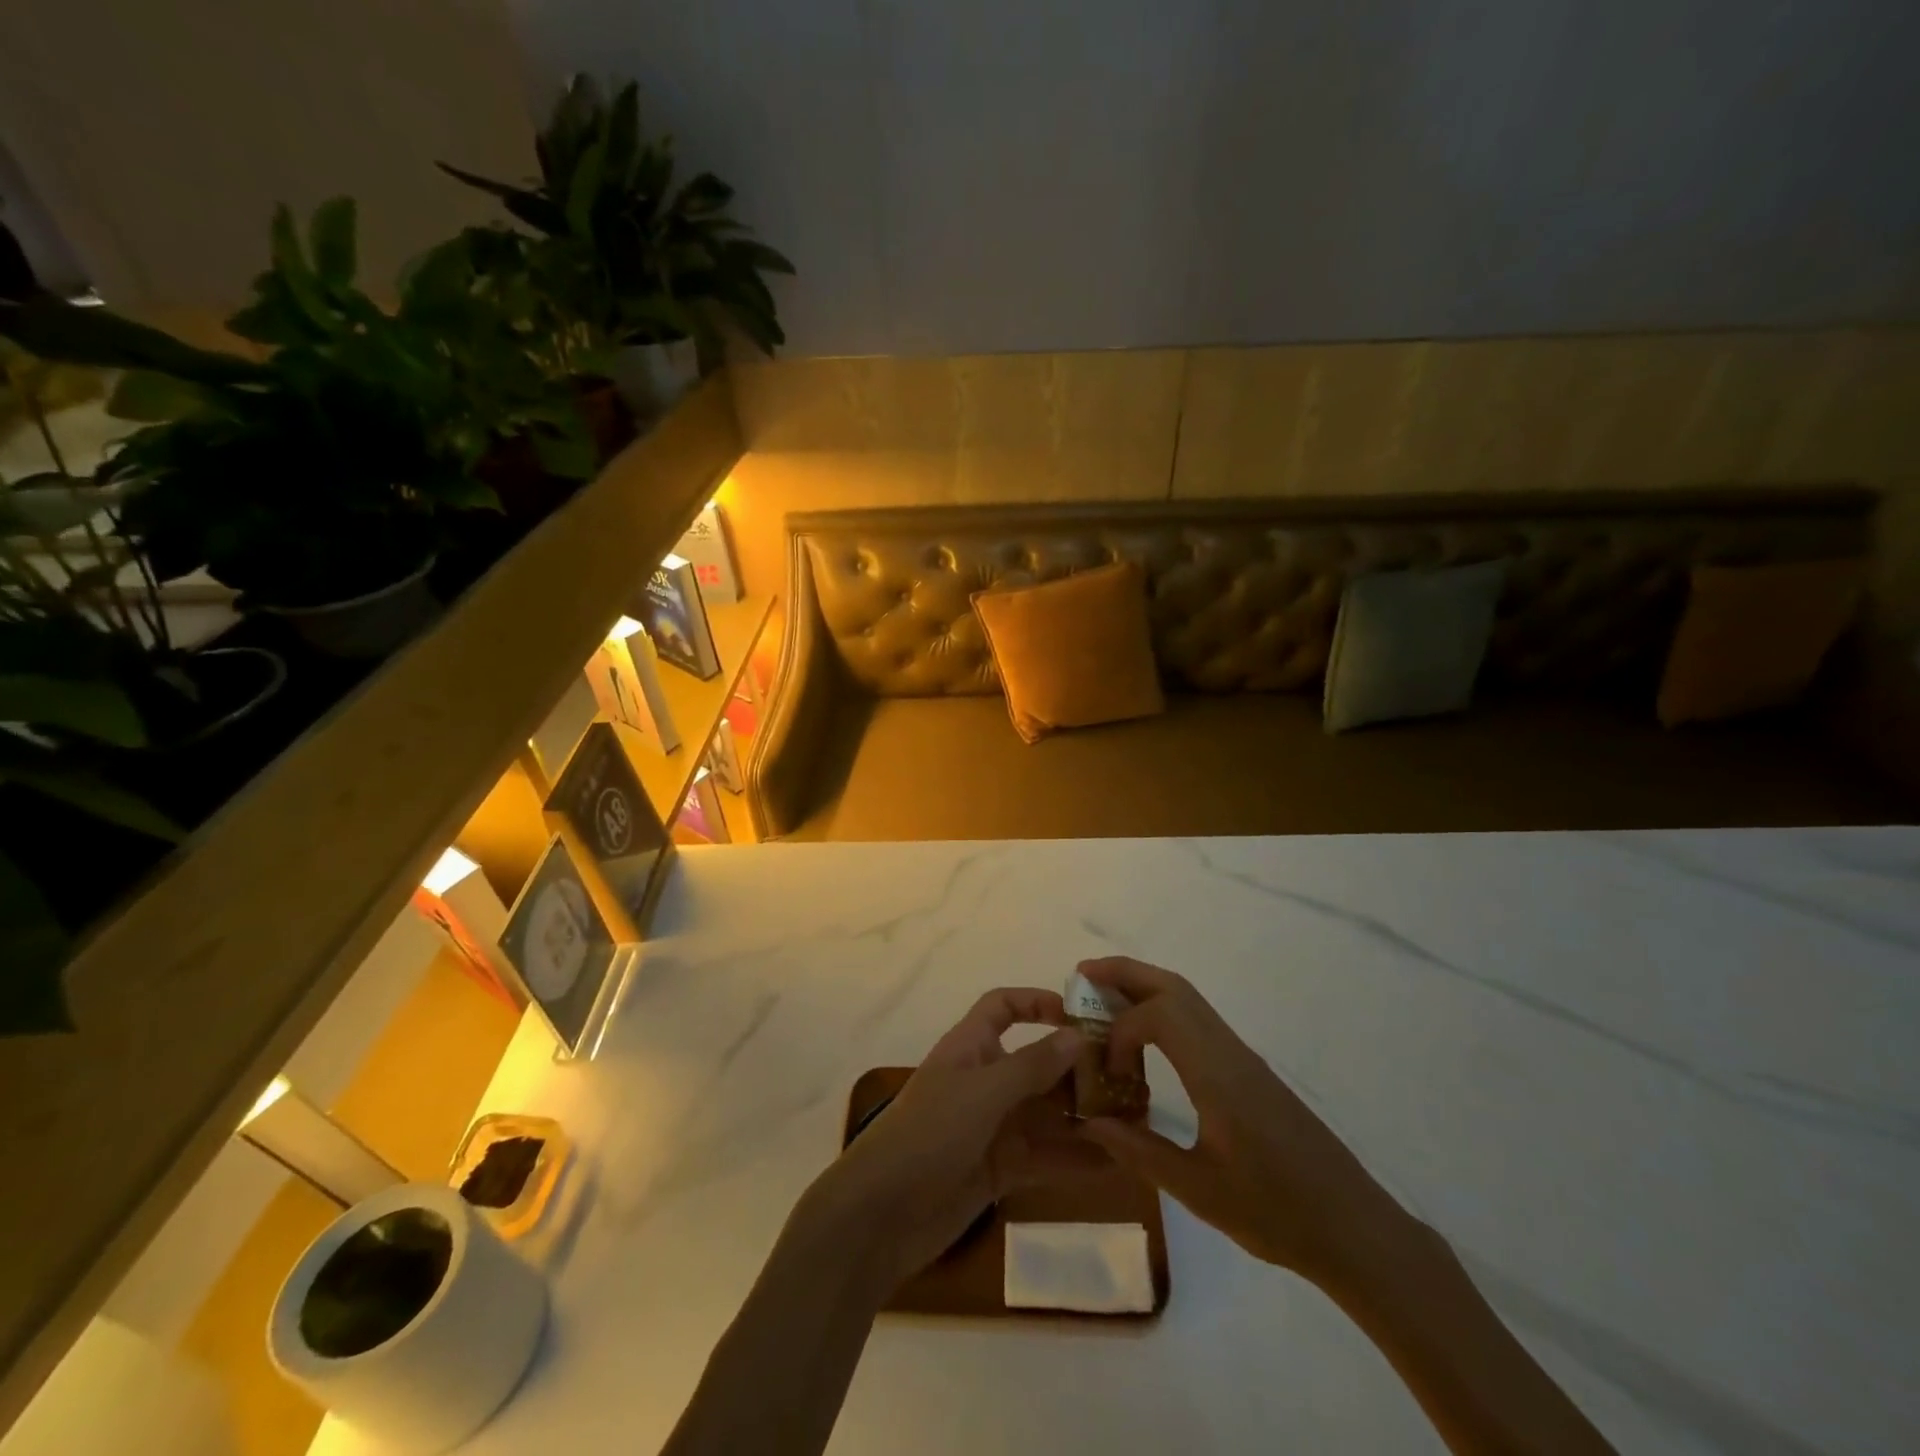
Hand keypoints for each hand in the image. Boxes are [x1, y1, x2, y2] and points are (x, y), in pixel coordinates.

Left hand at [799, 988, 1105, 1292]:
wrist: (880, 1216)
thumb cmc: (928, 1134)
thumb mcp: (982, 1092)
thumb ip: (1031, 1066)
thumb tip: (1076, 1034)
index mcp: (970, 1047)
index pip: (1002, 1007)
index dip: (1036, 1002)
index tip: (1080, 1014)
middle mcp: (983, 1080)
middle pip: (1036, 1064)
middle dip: (1076, 1070)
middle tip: (1128, 1080)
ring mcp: (991, 1126)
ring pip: (1045, 1112)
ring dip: (1082, 1116)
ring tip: (1132, 1123)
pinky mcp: (998, 1168)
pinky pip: (1043, 1155)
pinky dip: (1073, 1158)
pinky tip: (1112, 1164)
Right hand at [1075, 957, 1412, 1285]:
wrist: (1354, 1229)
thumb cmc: (1277, 1213)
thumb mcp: (1199, 1191)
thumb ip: (1140, 1151)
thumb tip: (1091, 1121)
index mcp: (1218, 1074)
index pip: (1159, 1014)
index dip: (1121, 1031)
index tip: (1108, 1072)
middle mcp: (1229, 1050)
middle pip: (1174, 986)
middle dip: (1125, 973)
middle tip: (1083, 977)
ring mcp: (1242, 1056)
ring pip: (1188, 998)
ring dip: (1144, 988)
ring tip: (1104, 1000)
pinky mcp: (1249, 1069)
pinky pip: (1199, 1020)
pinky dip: (1163, 1012)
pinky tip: (1146, 1041)